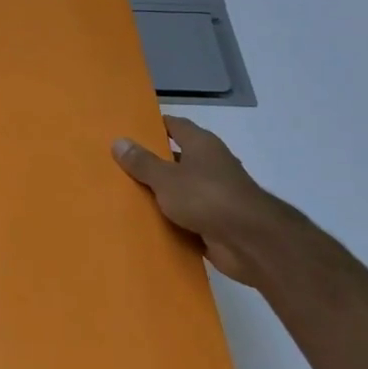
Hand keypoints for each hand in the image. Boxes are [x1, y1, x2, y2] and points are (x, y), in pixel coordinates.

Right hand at [113, 116, 298, 284]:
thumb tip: (118, 141)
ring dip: (159, 194)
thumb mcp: (166, 178)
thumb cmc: (207, 197)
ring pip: (179, 190)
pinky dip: (169, 220)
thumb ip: (142, 162)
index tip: (129, 130)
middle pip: (176, 158)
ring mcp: (214, 195)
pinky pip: (185, 217)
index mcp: (202, 145)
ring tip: (123, 195)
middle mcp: (210, 165)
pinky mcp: (214, 222)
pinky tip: (144, 223)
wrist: (249, 242)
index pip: (175, 126)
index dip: (154, 126)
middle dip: (151, 162)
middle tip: (118, 165)